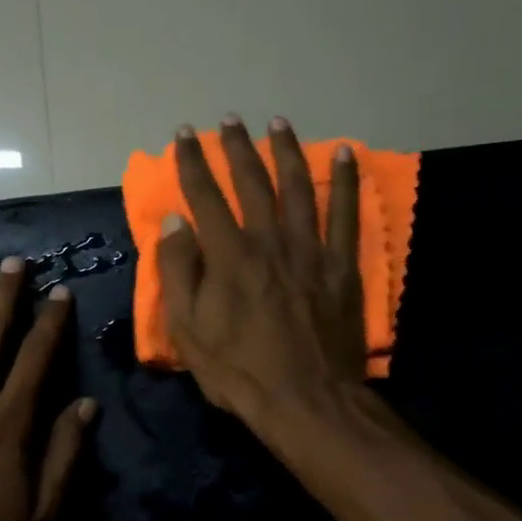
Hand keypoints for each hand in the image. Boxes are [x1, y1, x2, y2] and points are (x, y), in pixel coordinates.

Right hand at [158, 116, 366, 438]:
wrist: (306, 401)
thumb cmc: (239, 372)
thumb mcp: (189, 331)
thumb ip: (178, 273)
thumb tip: (175, 222)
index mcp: (229, 257)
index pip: (205, 197)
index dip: (192, 163)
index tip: (183, 135)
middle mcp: (270, 242)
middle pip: (252, 183)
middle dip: (236, 148)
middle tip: (228, 120)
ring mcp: (310, 251)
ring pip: (298, 188)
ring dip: (286, 151)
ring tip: (277, 123)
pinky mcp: (340, 266)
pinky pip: (346, 214)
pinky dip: (345, 181)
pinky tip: (343, 154)